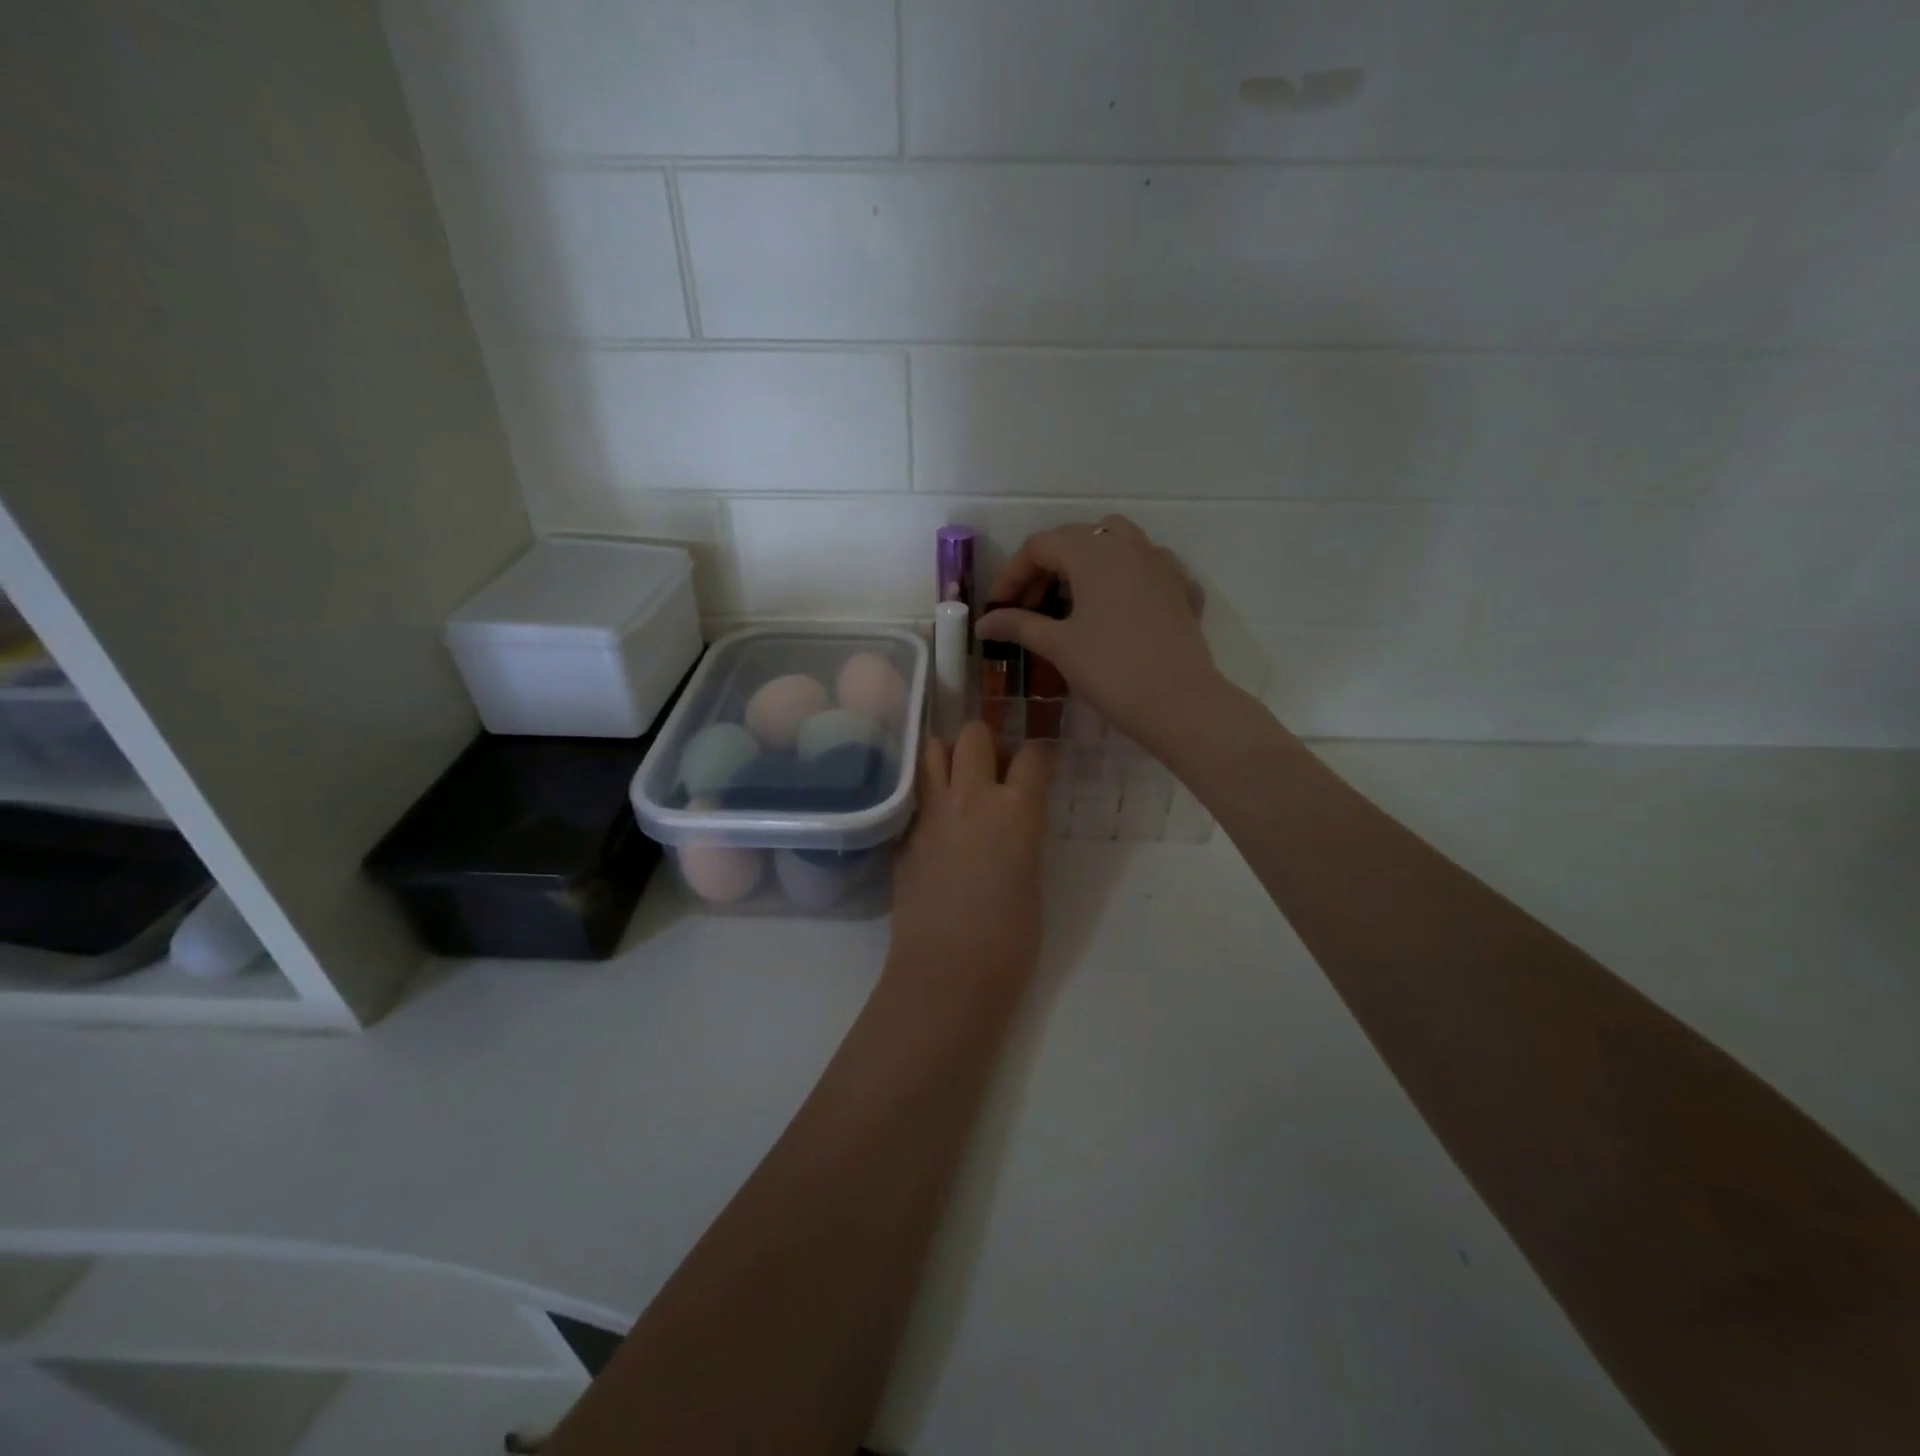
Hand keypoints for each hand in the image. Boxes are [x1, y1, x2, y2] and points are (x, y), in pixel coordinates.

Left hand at [888, 722, 1052, 1003]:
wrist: (948, 972)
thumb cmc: (1009, 939)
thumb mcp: (1032, 877)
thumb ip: (1022, 835)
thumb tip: (1013, 821)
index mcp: (1017, 810)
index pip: (1033, 754)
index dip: (1038, 757)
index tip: (1037, 768)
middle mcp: (972, 797)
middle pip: (975, 734)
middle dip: (987, 743)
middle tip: (992, 770)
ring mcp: (931, 813)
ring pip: (933, 749)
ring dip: (949, 757)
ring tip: (958, 782)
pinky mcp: (904, 834)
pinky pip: (916, 794)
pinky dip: (927, 795)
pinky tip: (935, 822)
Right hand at [976, 516, 1224, 756]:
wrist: (1178, 702)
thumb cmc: (1110, 670)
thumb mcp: (1058, 645)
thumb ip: (1018, 625)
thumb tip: (984, 623)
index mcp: (1092, 552)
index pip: (1039, 547)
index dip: (1012, 575)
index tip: (997, 608)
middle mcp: (1128, 545)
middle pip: (1076, 540)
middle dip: (1046, 568)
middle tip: (1028, 607)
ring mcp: (1161, 563)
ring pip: (1116, 544)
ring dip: (1086, 564)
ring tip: (1071, 601)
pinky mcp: (1181, 588)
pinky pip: (1146, 569)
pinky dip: (1124, 579)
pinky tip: (1116, 608)